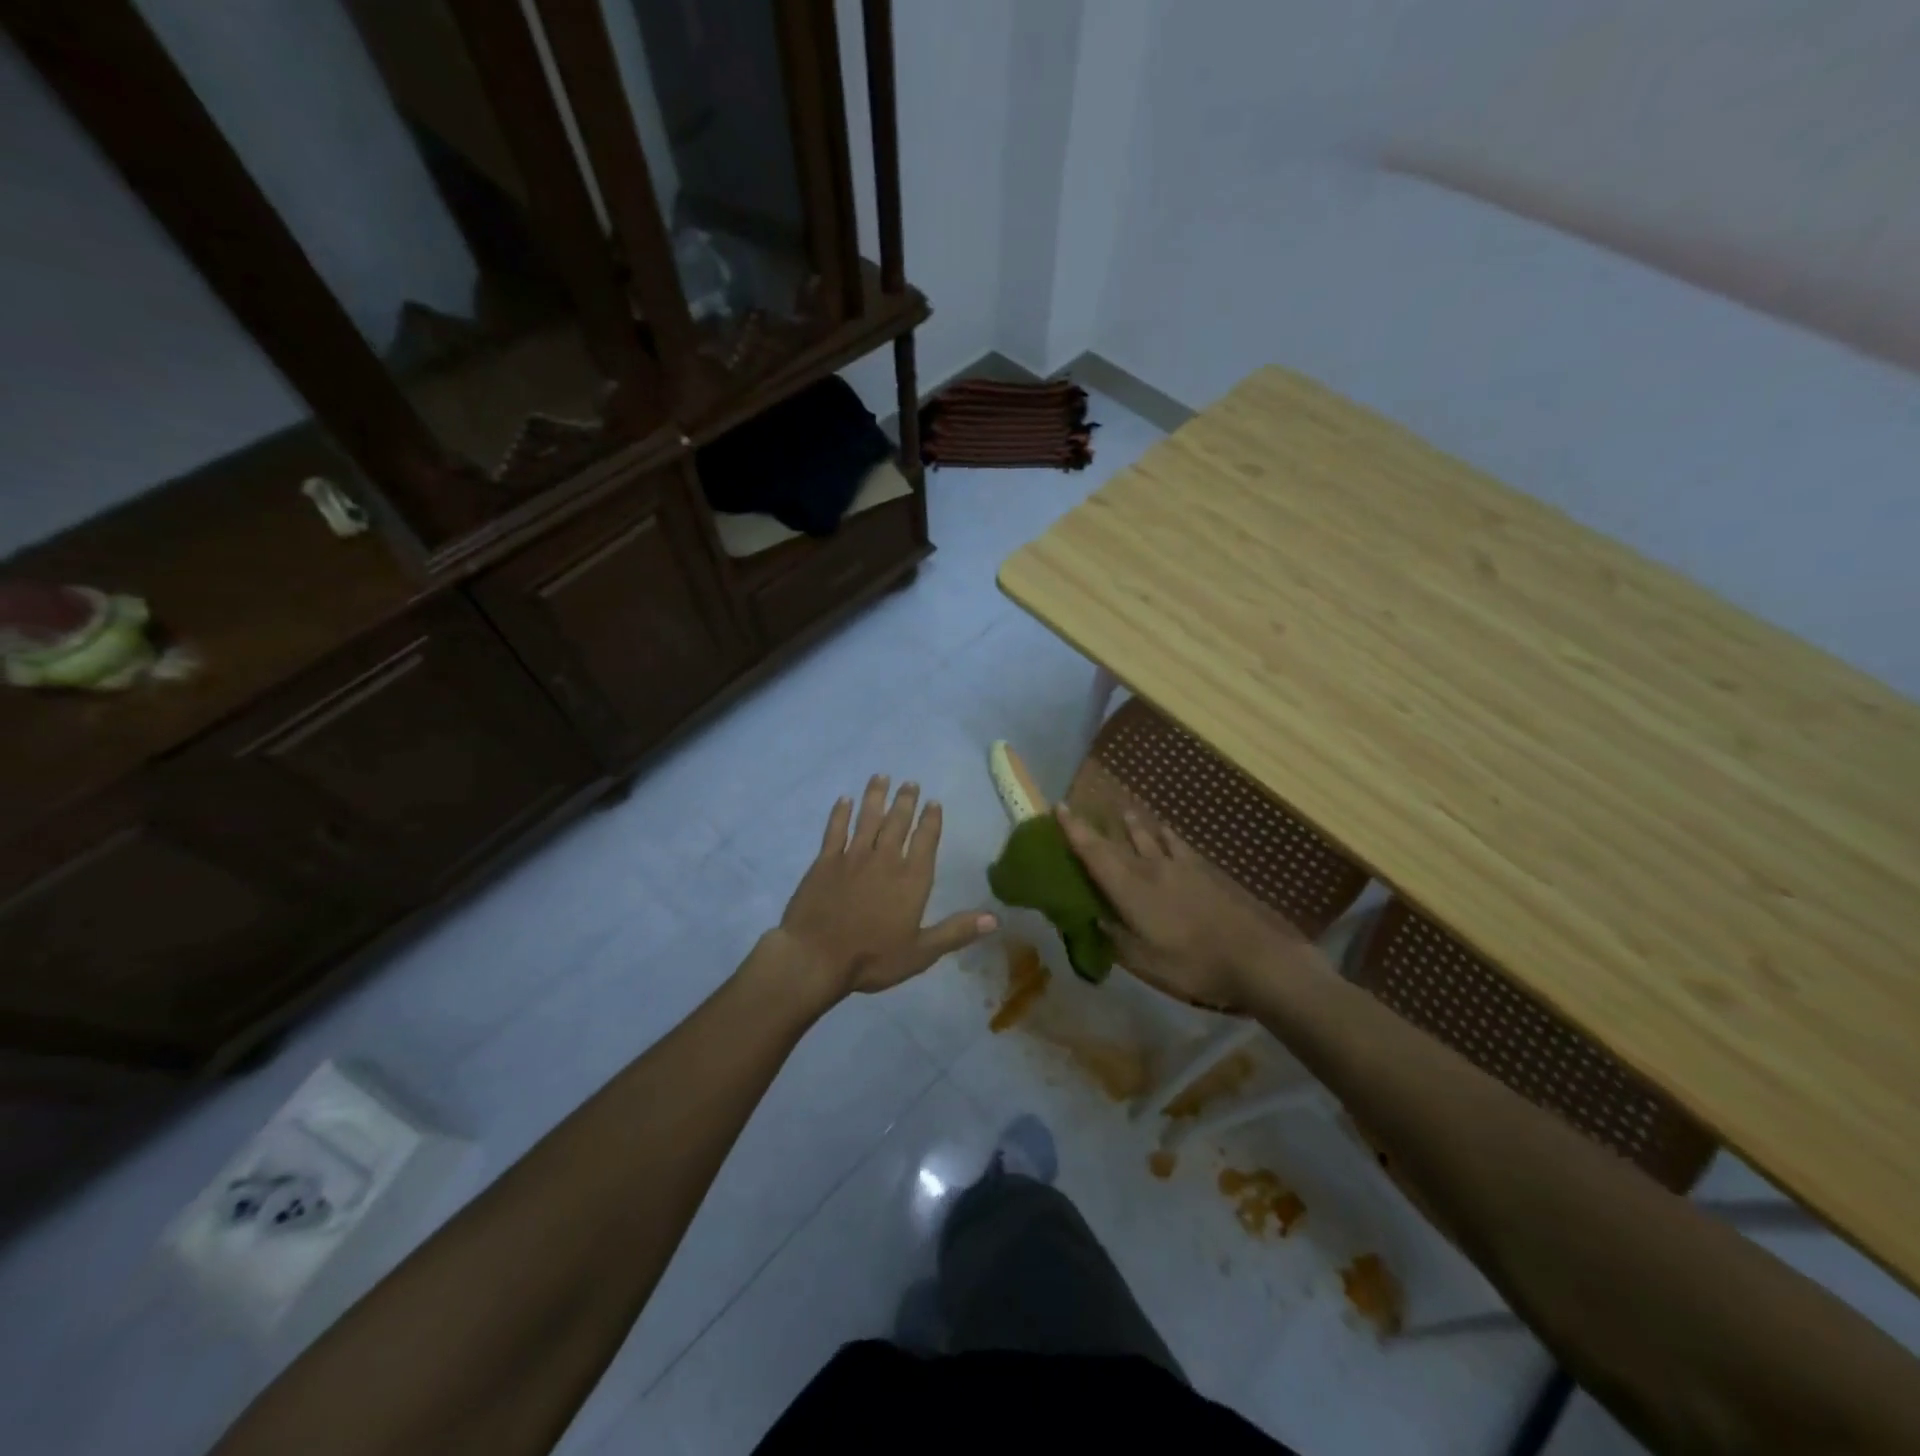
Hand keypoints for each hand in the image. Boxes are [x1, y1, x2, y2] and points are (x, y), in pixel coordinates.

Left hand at [774, 775, 996, 999]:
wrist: (815, 956)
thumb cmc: (872, 957)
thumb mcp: (921, 952)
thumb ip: (956, 932)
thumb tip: (995, 919)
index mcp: (911, 879)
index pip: (925, 841)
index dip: (931, 820)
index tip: (933, 802)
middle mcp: (885, 859)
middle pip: (898, 822)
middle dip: (906, 801)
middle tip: (910, 782)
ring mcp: (852, 857)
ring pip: (868, 818)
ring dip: (876, 796)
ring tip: (881, 777)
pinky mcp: (825, 861)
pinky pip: (835, 830)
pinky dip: (840, 813)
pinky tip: (844, 800)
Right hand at [1055, 803, 1324, 1010]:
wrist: (1251, 957)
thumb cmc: (1190, 964)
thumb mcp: (1142, 961)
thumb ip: (1114, 938)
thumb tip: (1093, 919)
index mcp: (1129, 890)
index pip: (1094, 853)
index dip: (1074, 831)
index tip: (1059, 808)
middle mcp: (1148, 869)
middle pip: (1115, 843)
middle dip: (1093, 828)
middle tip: (1077, 812)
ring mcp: (1177, 867)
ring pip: (1146, 837)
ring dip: (1131, 824)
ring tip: (1121, 811)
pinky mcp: (1201, 872)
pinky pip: (1176, 844)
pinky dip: (1164, 834)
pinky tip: (1163, 828)